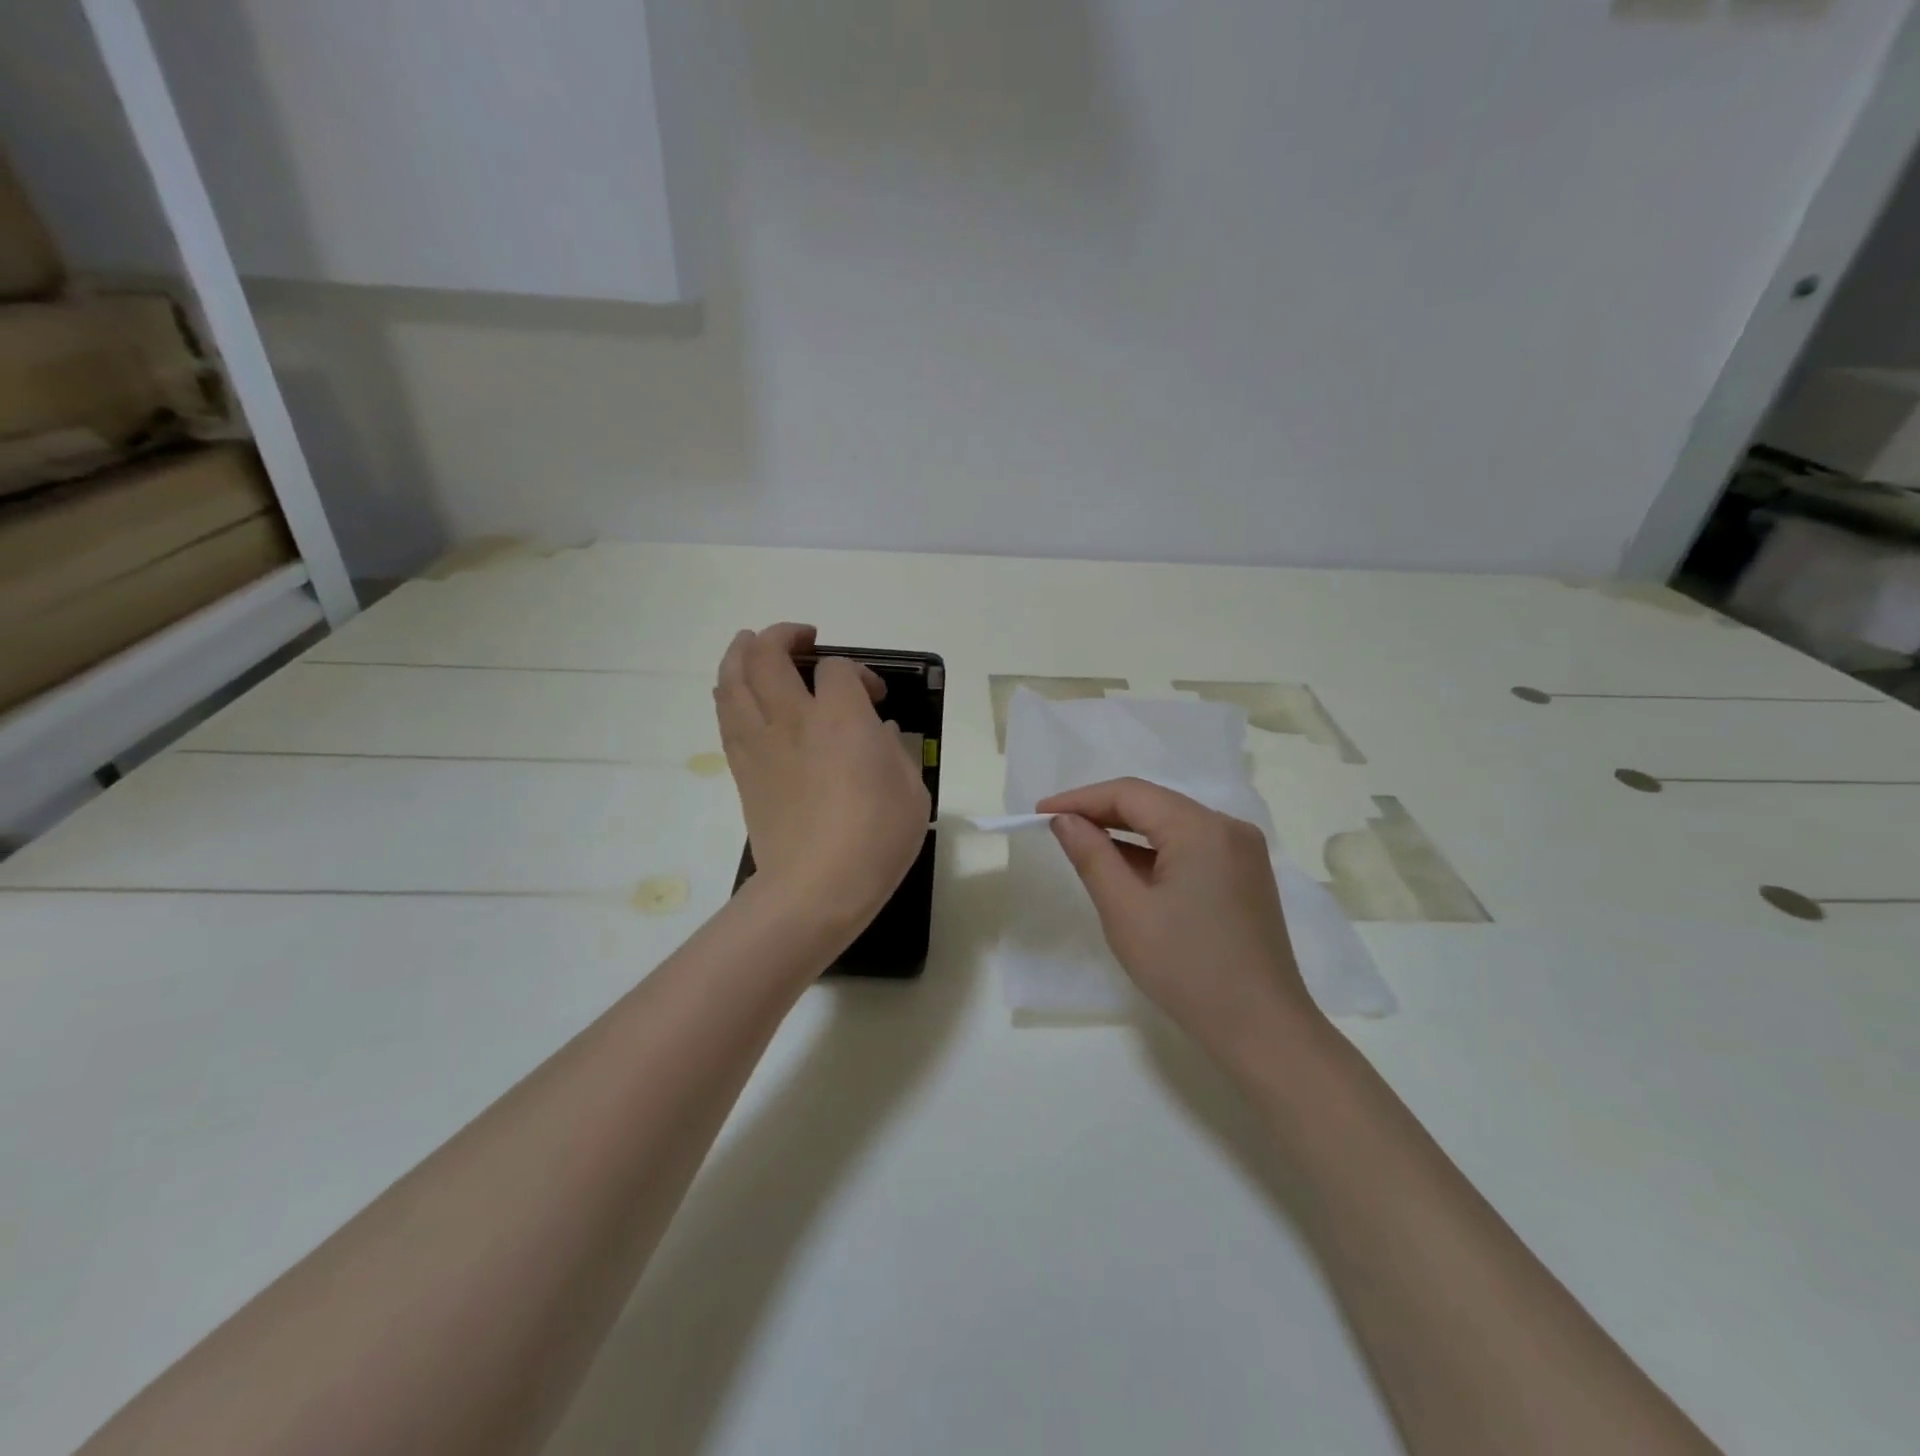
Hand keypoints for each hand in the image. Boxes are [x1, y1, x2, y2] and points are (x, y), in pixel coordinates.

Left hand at [716, 624, 929, 940]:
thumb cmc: (876, 837)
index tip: (874, 698)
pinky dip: (730, 692)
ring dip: (741, 652)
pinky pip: (726, 715)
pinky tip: (738, 691)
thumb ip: (894, 750)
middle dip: (783, 635)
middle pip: (767, 654)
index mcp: (840, 717)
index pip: (837, 668)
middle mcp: (792, 718)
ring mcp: (760, 743)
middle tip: (802, 638)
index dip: (859, 673)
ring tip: (752, 645)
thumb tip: (877, 733)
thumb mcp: (910, 788)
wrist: (817, 887)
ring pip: (733, 678)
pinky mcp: (742, 770)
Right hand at [1037, 778, 1323, 1059]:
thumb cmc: (1186, 968)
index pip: (1130, 794)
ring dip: (1127, 832)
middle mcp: (1228, 827)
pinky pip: (1190, 846)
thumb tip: (1065, 820)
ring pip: (1172, 825)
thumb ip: (1092, 856)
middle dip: (1102, 812)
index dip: (1081, 799)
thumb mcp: (1126, 911)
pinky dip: (1154, 851)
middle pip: (1154, 803)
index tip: (1040, 813)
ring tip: (1082, 844)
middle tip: (1055, 827)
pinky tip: (1125, 867)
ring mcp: (1242, 851)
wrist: (1261, 1029)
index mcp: (1201, 828)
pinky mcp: (1245, 875)